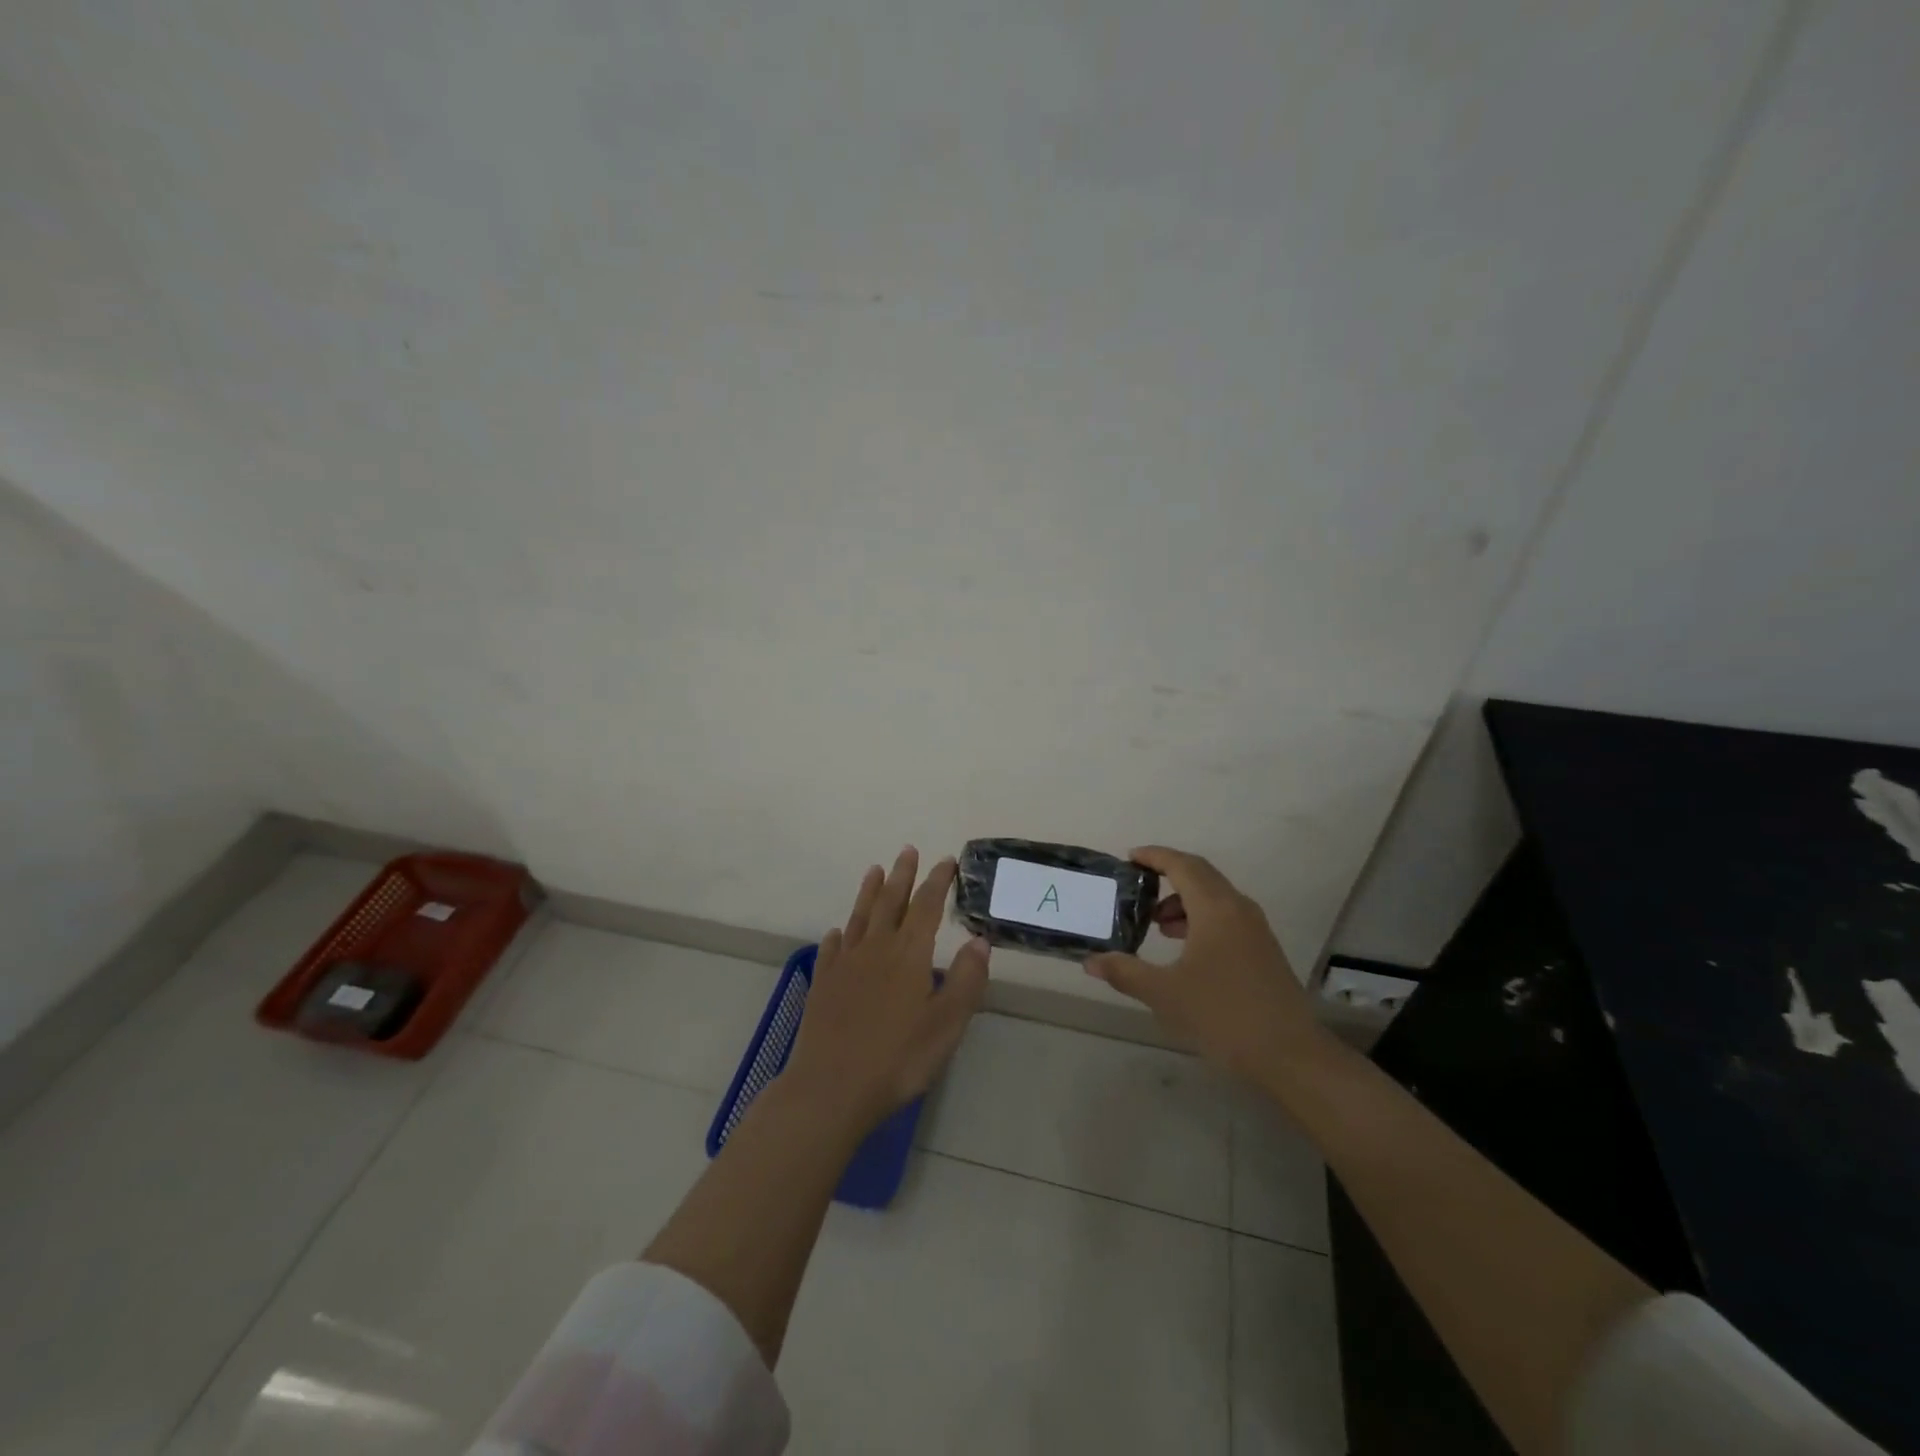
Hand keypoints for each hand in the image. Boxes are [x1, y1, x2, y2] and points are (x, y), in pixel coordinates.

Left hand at [781, 847, 990, 1133]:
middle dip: (902, 875)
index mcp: (909, 954)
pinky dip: (839, 935)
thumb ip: (966, 979)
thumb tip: (980, 939)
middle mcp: (876, 948)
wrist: (831, 1087)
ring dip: (869, 892)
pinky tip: (839, 932)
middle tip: (908, 850)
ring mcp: (845, 965)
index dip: (937, 882)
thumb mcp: (947, 1023)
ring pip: (860, 917)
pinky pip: (832, 949)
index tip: (946, 861)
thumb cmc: (898, 1058)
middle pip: (890, 902)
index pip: (927, 906)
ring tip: (875, 870)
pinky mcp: (823, 984)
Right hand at [1085, 846, 1329, 1080]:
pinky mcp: (1263, 951)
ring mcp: (1256, 929)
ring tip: (1157, 925)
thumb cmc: (1223, 1015)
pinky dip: (1200, 919)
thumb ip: (1125, 972)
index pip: (1182, 865)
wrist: (1291, 1055)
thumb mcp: (1165, 994)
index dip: (1155, 857)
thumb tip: (1091, 961)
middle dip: (1167, 876)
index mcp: (1215, 908)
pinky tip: (1184, 949)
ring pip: (1214, 898)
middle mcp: (1238, 909)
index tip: (1129, 858)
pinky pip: (1226, 917)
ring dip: (1183, 902)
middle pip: (1200, 875)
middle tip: (1137, 888)